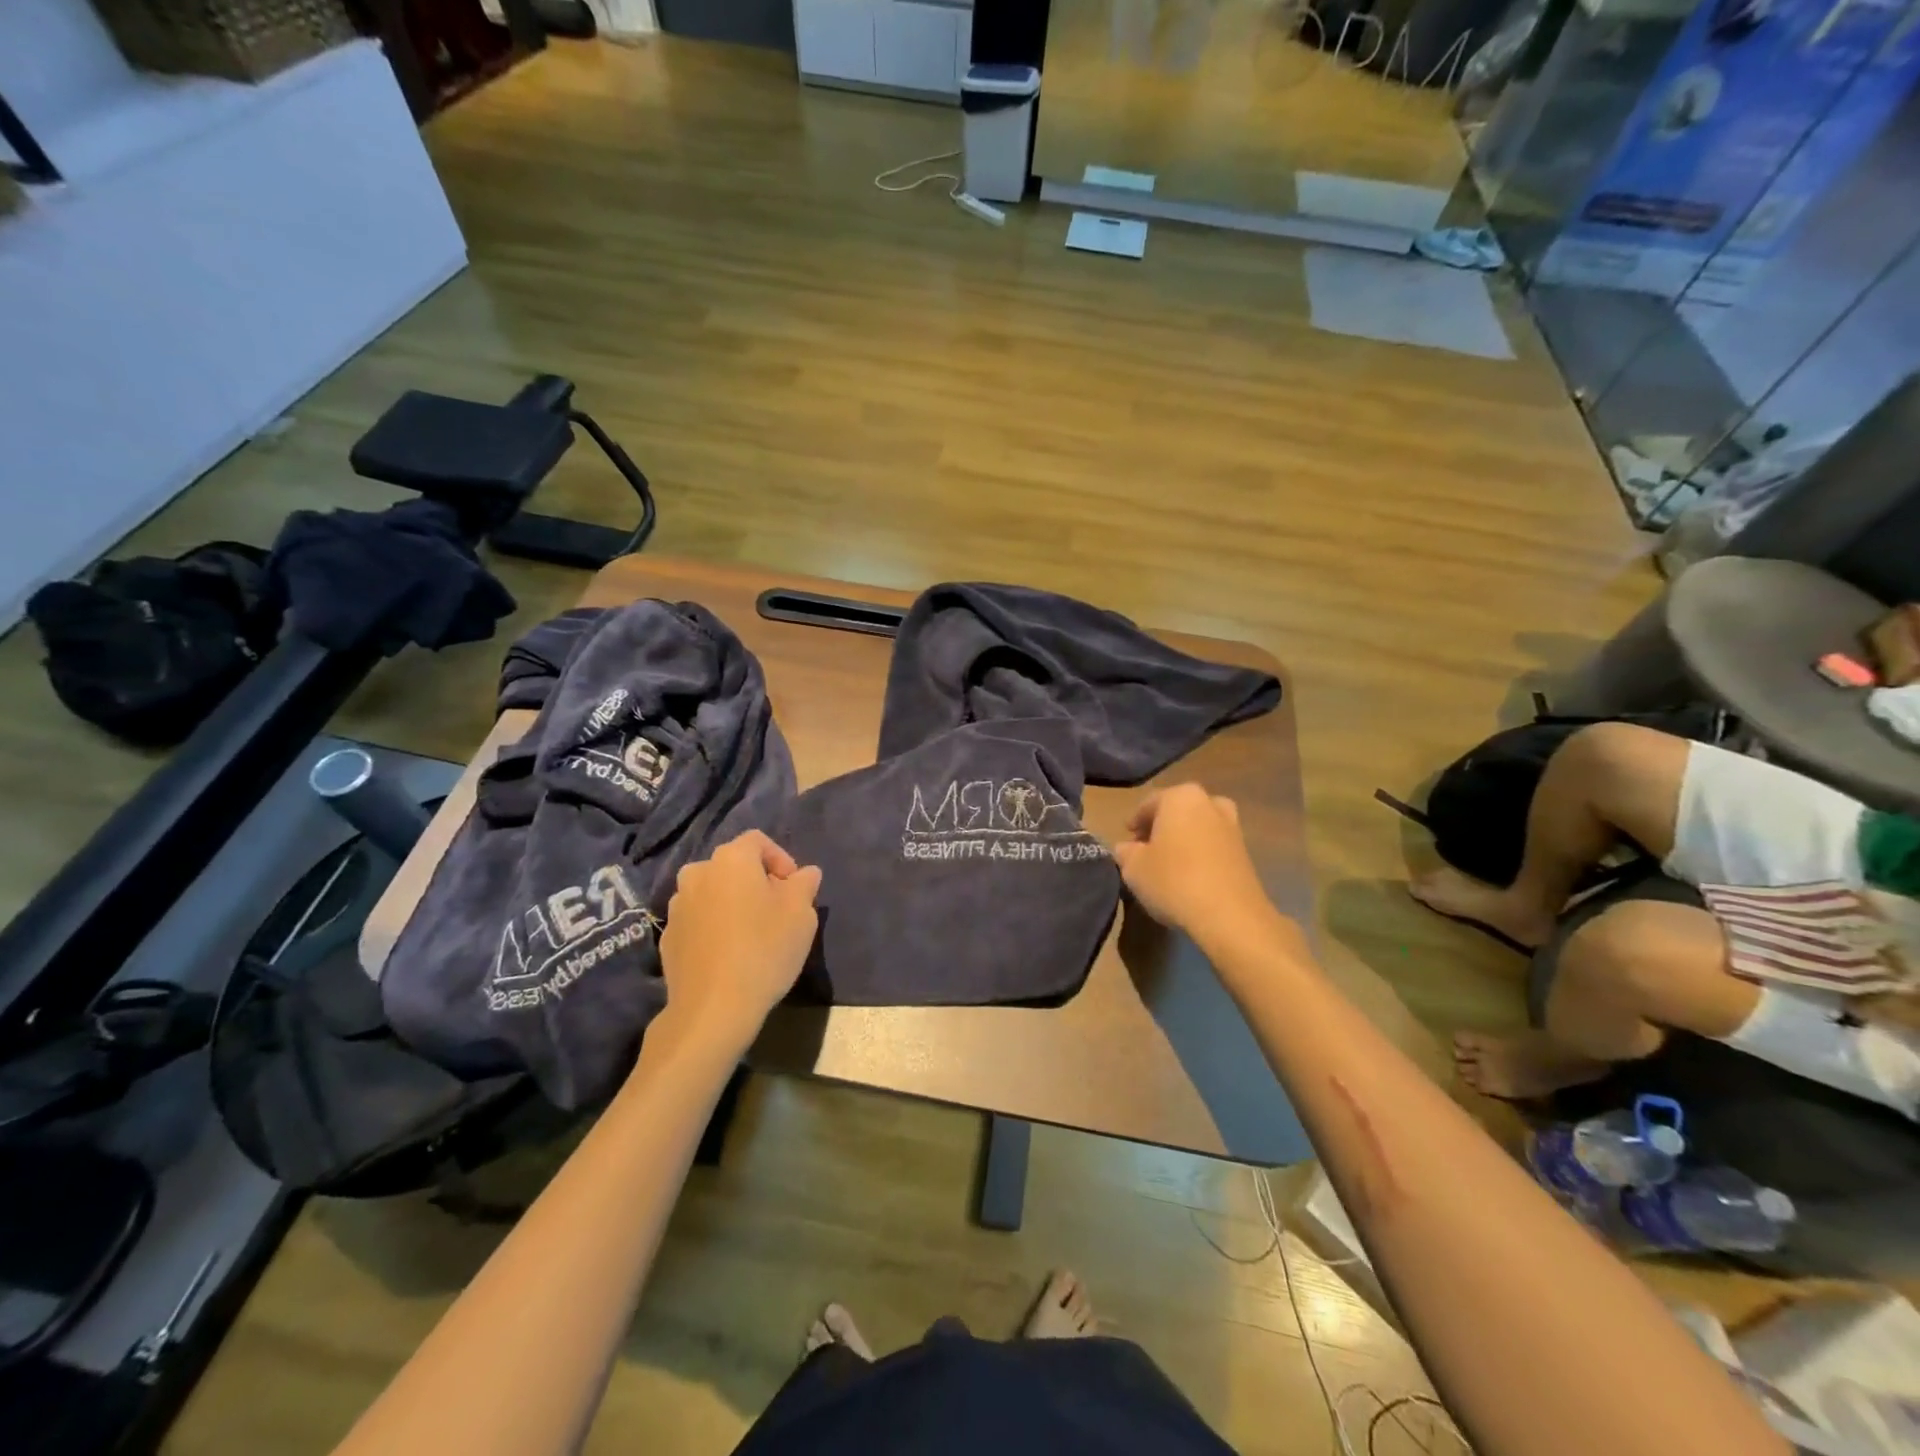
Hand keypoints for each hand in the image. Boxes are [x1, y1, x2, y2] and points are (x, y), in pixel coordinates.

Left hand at [658, 831, 821, 1048]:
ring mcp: (677, 906)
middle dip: (756, 880)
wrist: (713, 1008)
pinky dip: (714, 925)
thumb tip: (805, 873)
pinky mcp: (667, 936)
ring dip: (732, 902)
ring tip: (752, 931)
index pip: (758, 841)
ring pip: (713, 892)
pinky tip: (729, 952)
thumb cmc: (764, 950)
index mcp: (731, 859)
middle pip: (733, 865)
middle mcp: (698, 873)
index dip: (781, 859)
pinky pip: (698, 918)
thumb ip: (804, 885)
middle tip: (777, 908)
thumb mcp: (801, 914)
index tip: (794, 888)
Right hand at [1112, 785, 1274, 941]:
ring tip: (1169, 865)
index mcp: (1180, 797)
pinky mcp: (1246, 853)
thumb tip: (1127, 848)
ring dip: (1184, 840)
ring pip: (1199, 828)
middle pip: (1178, 812)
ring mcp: (1232, 827)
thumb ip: (1125, 852)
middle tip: (1147, 850)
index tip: (1127, 841)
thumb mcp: (1133, 868)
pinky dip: (1201, 855)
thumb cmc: (1174, 881)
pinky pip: (1214, 846)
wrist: (1230, 916)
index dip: (1135, 823)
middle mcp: (1209, 803)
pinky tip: (1191, 877)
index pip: (1149, 804)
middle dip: (1162, 828)